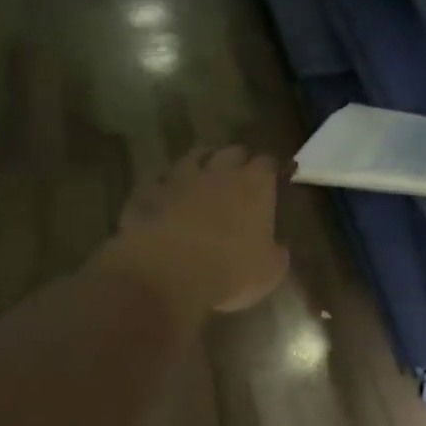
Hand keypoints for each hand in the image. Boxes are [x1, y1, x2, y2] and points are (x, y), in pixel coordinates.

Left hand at [98, 147, 289, 317]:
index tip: (274, 180)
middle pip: (233, 151)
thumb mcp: (270, 271)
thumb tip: (277, 246)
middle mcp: (219, 172)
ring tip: (204, 178)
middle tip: (241, 178)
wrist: (166, 273)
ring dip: (203, 164)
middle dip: (239, 161)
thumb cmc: (230, 272)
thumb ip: (277, 252)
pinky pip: (161, 179)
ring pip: (194, 156)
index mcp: (255, 186)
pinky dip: (167, 185)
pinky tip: (168, 197)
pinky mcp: (148, 191)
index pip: (269, 162)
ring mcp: (180, 177)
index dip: (272, 170)